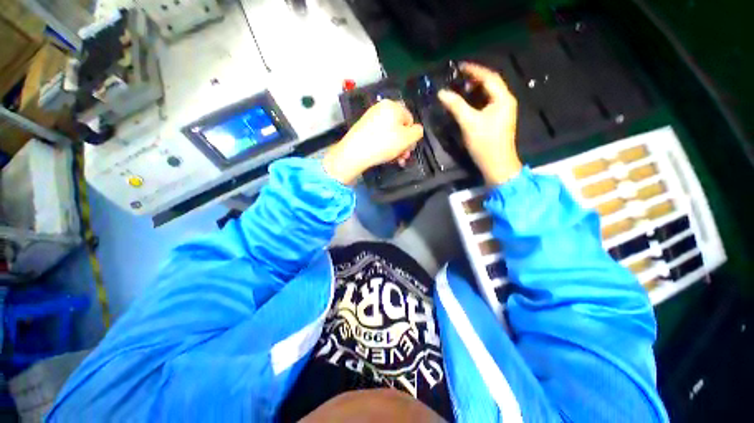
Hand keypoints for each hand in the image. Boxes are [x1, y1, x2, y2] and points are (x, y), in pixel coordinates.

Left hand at [323, 100, 423, 184]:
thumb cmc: (383, 143)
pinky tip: (384, 156)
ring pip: (390, 134)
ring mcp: (371, 118)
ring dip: (395, 148)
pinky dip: (384, 146)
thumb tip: (416, 130)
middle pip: (399, 127)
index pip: (410, 119)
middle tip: (403, 157)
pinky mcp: (363, 128)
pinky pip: (379, 136)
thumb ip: (417, 132)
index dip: (411, 136)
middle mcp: (381, 108)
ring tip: (395, 160)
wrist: (354, 152)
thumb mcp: (407, 139)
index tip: (408, 149)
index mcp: (393, 106)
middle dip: (403, 144)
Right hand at [438, 62, 522, 184]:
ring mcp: (503, 111)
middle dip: (474, 79)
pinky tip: (467, 103)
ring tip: (460, 89)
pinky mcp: (498, 120)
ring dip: (475, 89)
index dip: (474, 70)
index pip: (489, 77)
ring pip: (489, 94)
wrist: (497, 165)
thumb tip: (442, 93)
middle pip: (490, 84)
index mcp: (503, 98)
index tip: (459, 66)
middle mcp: (506, 101)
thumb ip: (456, 106)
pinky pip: (487, 103)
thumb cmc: (485, 143)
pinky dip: (477, 100)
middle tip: (458, 79)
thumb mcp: (469, 123)